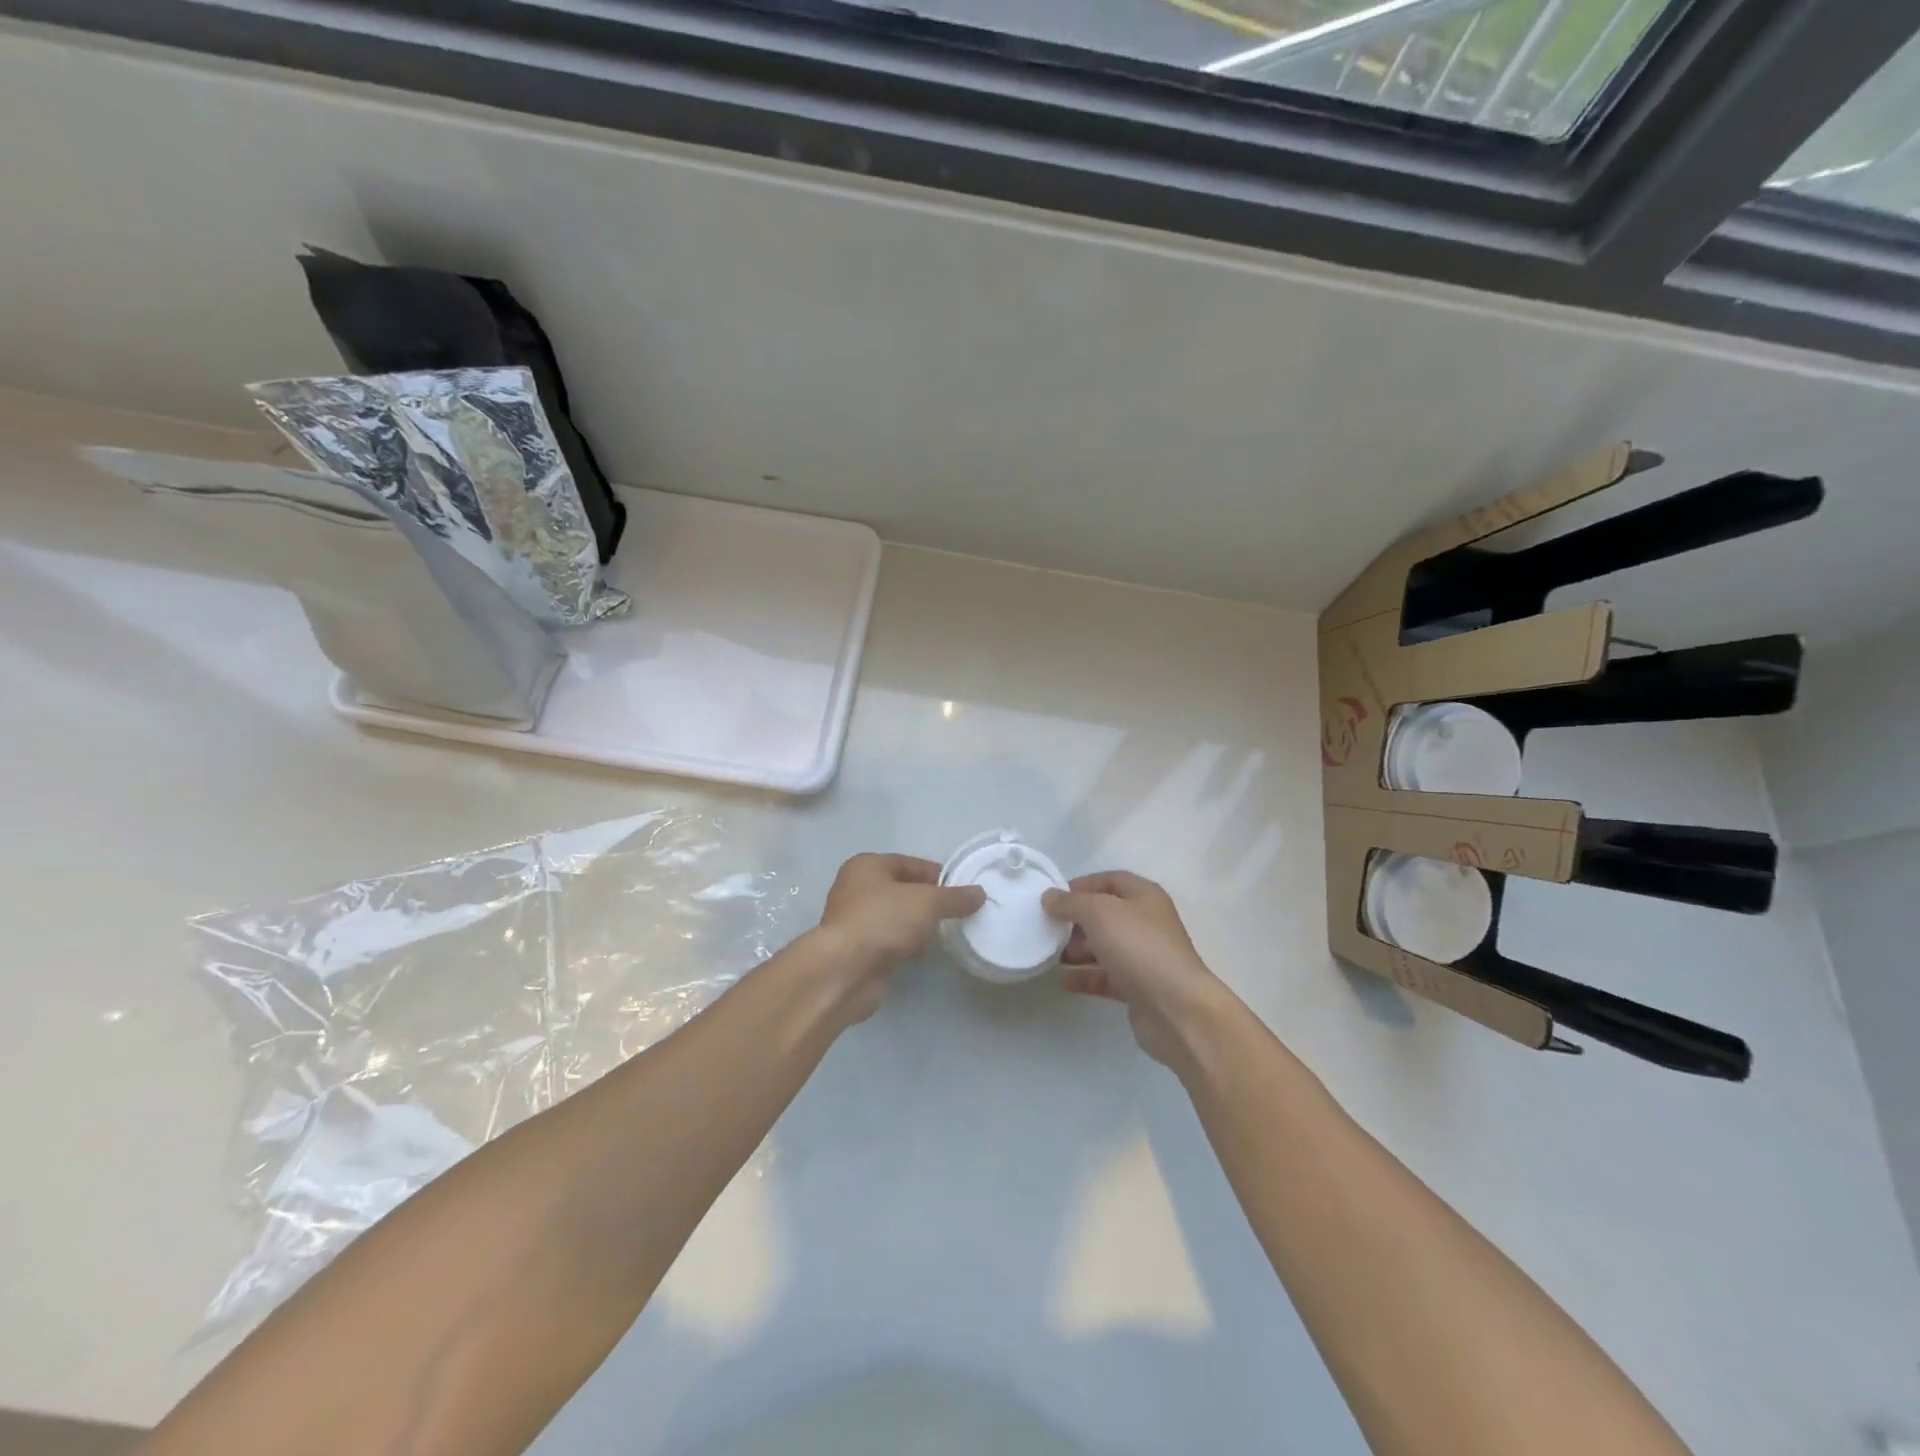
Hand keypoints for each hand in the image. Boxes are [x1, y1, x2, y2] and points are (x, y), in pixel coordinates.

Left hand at [812, 854, 985, 1022]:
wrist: (844, 970)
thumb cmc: (883, 921)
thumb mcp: (927, 902)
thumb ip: (954, 897)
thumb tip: (979, 894)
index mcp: (867, 865)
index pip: (911, 864)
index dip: (938, 876)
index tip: (963, 892)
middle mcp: (856, 888)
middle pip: (903, 890)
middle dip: (929, 902)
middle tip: (957, 914)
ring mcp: (854, 921)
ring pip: (895, 917)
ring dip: (917, 925)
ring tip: (944, 934)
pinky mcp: (857, 950)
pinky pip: (889, 941)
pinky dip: (905, 945)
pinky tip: (922, 953)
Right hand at [1043, 872, 1234, 1069]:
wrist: (1176, 1008)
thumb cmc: (1138, 947)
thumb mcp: (1099, 913)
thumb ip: (1071, 902)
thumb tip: (1049, 896)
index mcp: (1145, 897)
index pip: (1110, 880)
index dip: (1082, 885)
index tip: (1054, 898)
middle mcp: (1147, 923)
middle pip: (1106, 915)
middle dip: (1076, 920)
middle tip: (1049, 928)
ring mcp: (1144, 957)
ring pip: (1105, 947)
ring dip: (1077, 950)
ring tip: (1050, 955)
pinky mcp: (1139, 988)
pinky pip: (1106, 977)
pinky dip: (1085, 977)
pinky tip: (1062, 981)